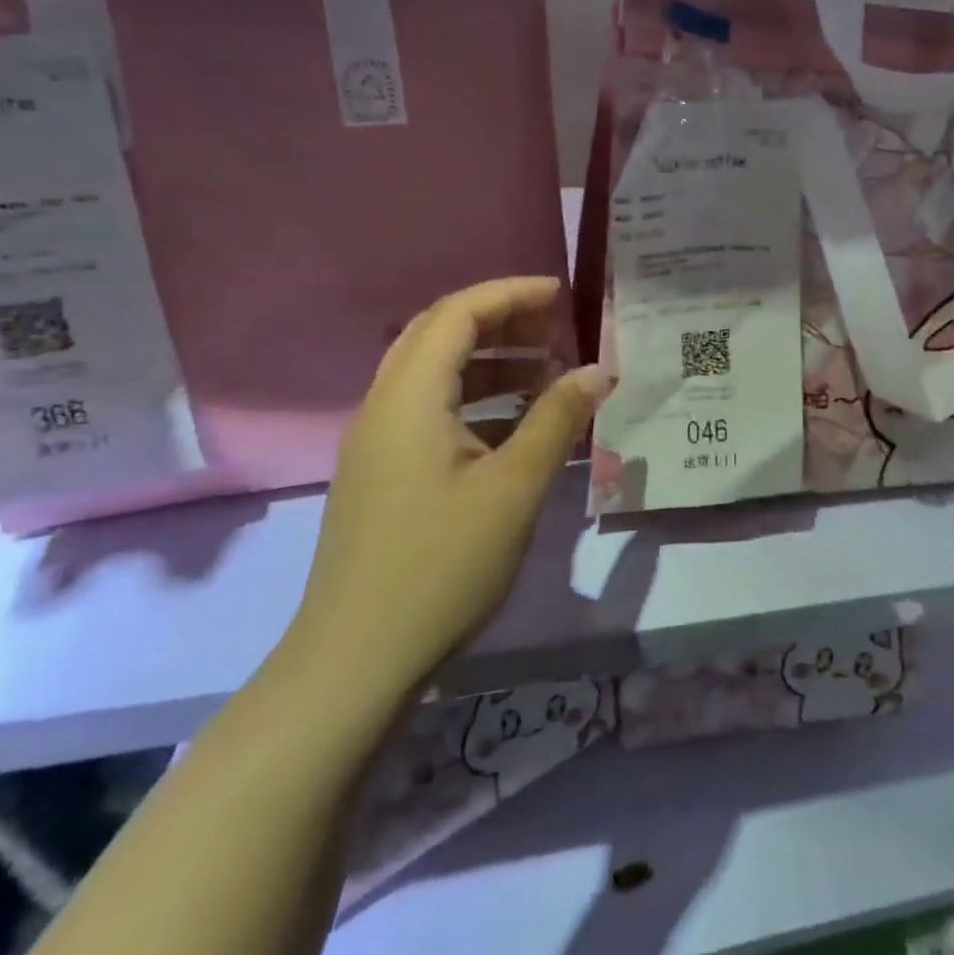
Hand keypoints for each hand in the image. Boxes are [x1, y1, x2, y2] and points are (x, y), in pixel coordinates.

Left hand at [285, 278, 608, 708]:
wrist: (355, 661)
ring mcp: (378, 443)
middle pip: (439, 335)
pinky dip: (477, 400)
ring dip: (490, 360)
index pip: (456, 314)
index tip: (560, 293)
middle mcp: (385, 407)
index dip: (509, 293)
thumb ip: (557, 419)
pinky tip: (517, 425)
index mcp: (409, 399)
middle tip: (555, 326)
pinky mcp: (383, 474)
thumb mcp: (514, 488)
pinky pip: (432, 411)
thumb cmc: (440, 565)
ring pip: (435, 374)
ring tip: (546, 371)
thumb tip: (598, 370)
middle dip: (500, 319)